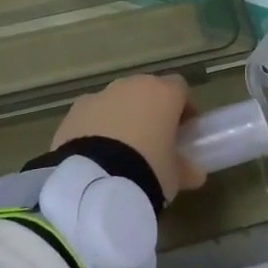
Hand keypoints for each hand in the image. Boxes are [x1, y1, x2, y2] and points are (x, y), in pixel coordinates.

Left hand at [53, 74, 206, 199]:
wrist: (93, 182)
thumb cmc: (147, 171)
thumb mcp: (174, 176)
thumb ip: (186, 169)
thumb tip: (194, 173)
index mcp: (162, 94)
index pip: (179, 88)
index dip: (183, 107)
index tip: (183, 130)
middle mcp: (130, 86)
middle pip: (146, 90)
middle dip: (150, 110)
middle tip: (152, 141)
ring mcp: (99, 96)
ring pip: (116, 101)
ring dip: (121, 117)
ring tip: (120, 152)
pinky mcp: (73, 111)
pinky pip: (92, 115)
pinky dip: (96, 128)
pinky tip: (95, 155)